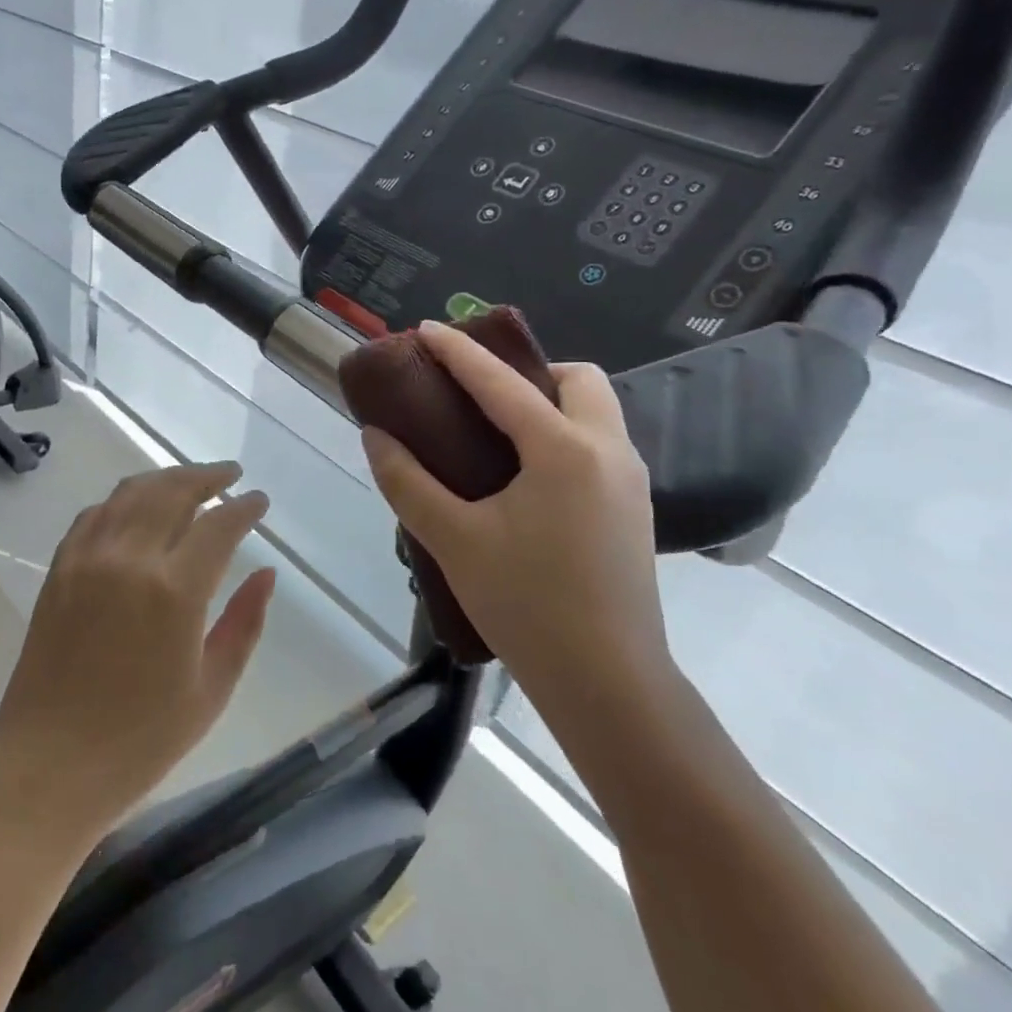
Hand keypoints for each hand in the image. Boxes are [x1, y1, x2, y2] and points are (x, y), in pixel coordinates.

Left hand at [0, 462, 276, 840]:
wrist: (47, 767)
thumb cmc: (140, 741)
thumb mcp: (211, 689)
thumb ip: (244, 623)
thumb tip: (266, 573)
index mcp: (174, 591)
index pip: (218, 525)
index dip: (244, 508)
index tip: (260, 501)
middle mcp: (129, 559)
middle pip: (172, 491)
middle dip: (207, 476)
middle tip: (230, 475)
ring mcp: (87, 559)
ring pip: (131, 493)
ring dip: (166, 479)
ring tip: (191, 482)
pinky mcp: (59, 569)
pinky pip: (95, 515)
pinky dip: (123, 501)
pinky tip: (137, 509)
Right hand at [360, 321, 669, 715]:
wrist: (608, 683)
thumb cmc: (527, 605)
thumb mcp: (454, 540)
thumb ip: (408, 482)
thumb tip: (376, 437)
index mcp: (563, 450)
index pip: (502, 382)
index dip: (458, 351)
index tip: (426, 329)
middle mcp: (608, 452)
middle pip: (577, 380)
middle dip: (529, 370)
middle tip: (480, 394)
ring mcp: (631, 481)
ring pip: (596, 412)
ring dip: (550, 402)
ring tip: (497, 432)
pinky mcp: (635, 510)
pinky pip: (600, 445)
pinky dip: (564, 434)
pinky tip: (526, 476)